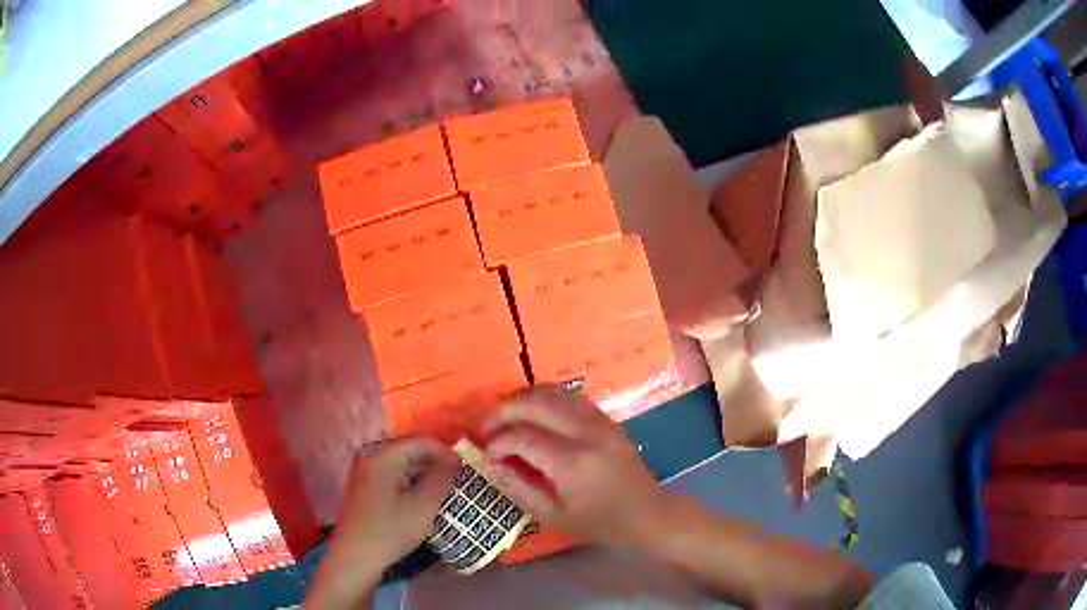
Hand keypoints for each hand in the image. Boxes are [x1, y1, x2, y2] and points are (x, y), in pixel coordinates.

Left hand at [307, 438, 457, 608]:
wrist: (357, 556)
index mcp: (382, 454)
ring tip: (443, 492)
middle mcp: (370, 454)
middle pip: (410, 450)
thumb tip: (456, 458)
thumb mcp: (424, 505)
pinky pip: (393, 475)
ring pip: (402, 464)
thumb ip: (443, 477)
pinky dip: (410, 483)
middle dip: (435, 464)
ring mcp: (364, 470)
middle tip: (457, 482)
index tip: (465, 471)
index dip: (446, 453)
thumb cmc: (391, 529)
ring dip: (424, 475)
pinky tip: (422, 500)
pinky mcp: (364, 485)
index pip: (422, 441)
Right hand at [480, 385, 667, 547]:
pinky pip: (568, 395)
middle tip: (486, 427)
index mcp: (571, 462)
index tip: (485, 453)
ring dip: (521, 399)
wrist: (647, 513)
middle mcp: (585, 432)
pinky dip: (544, 398)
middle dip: (502, 410)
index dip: (496, 441)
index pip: (521, 436)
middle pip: (534, 402)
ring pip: (552, 391)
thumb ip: (517, 487)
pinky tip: (533, 414)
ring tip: (504, 417)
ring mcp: (598, 420)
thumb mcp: (552, 515)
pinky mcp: (605, 417)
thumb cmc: (599, 522)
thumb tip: (488, 463)